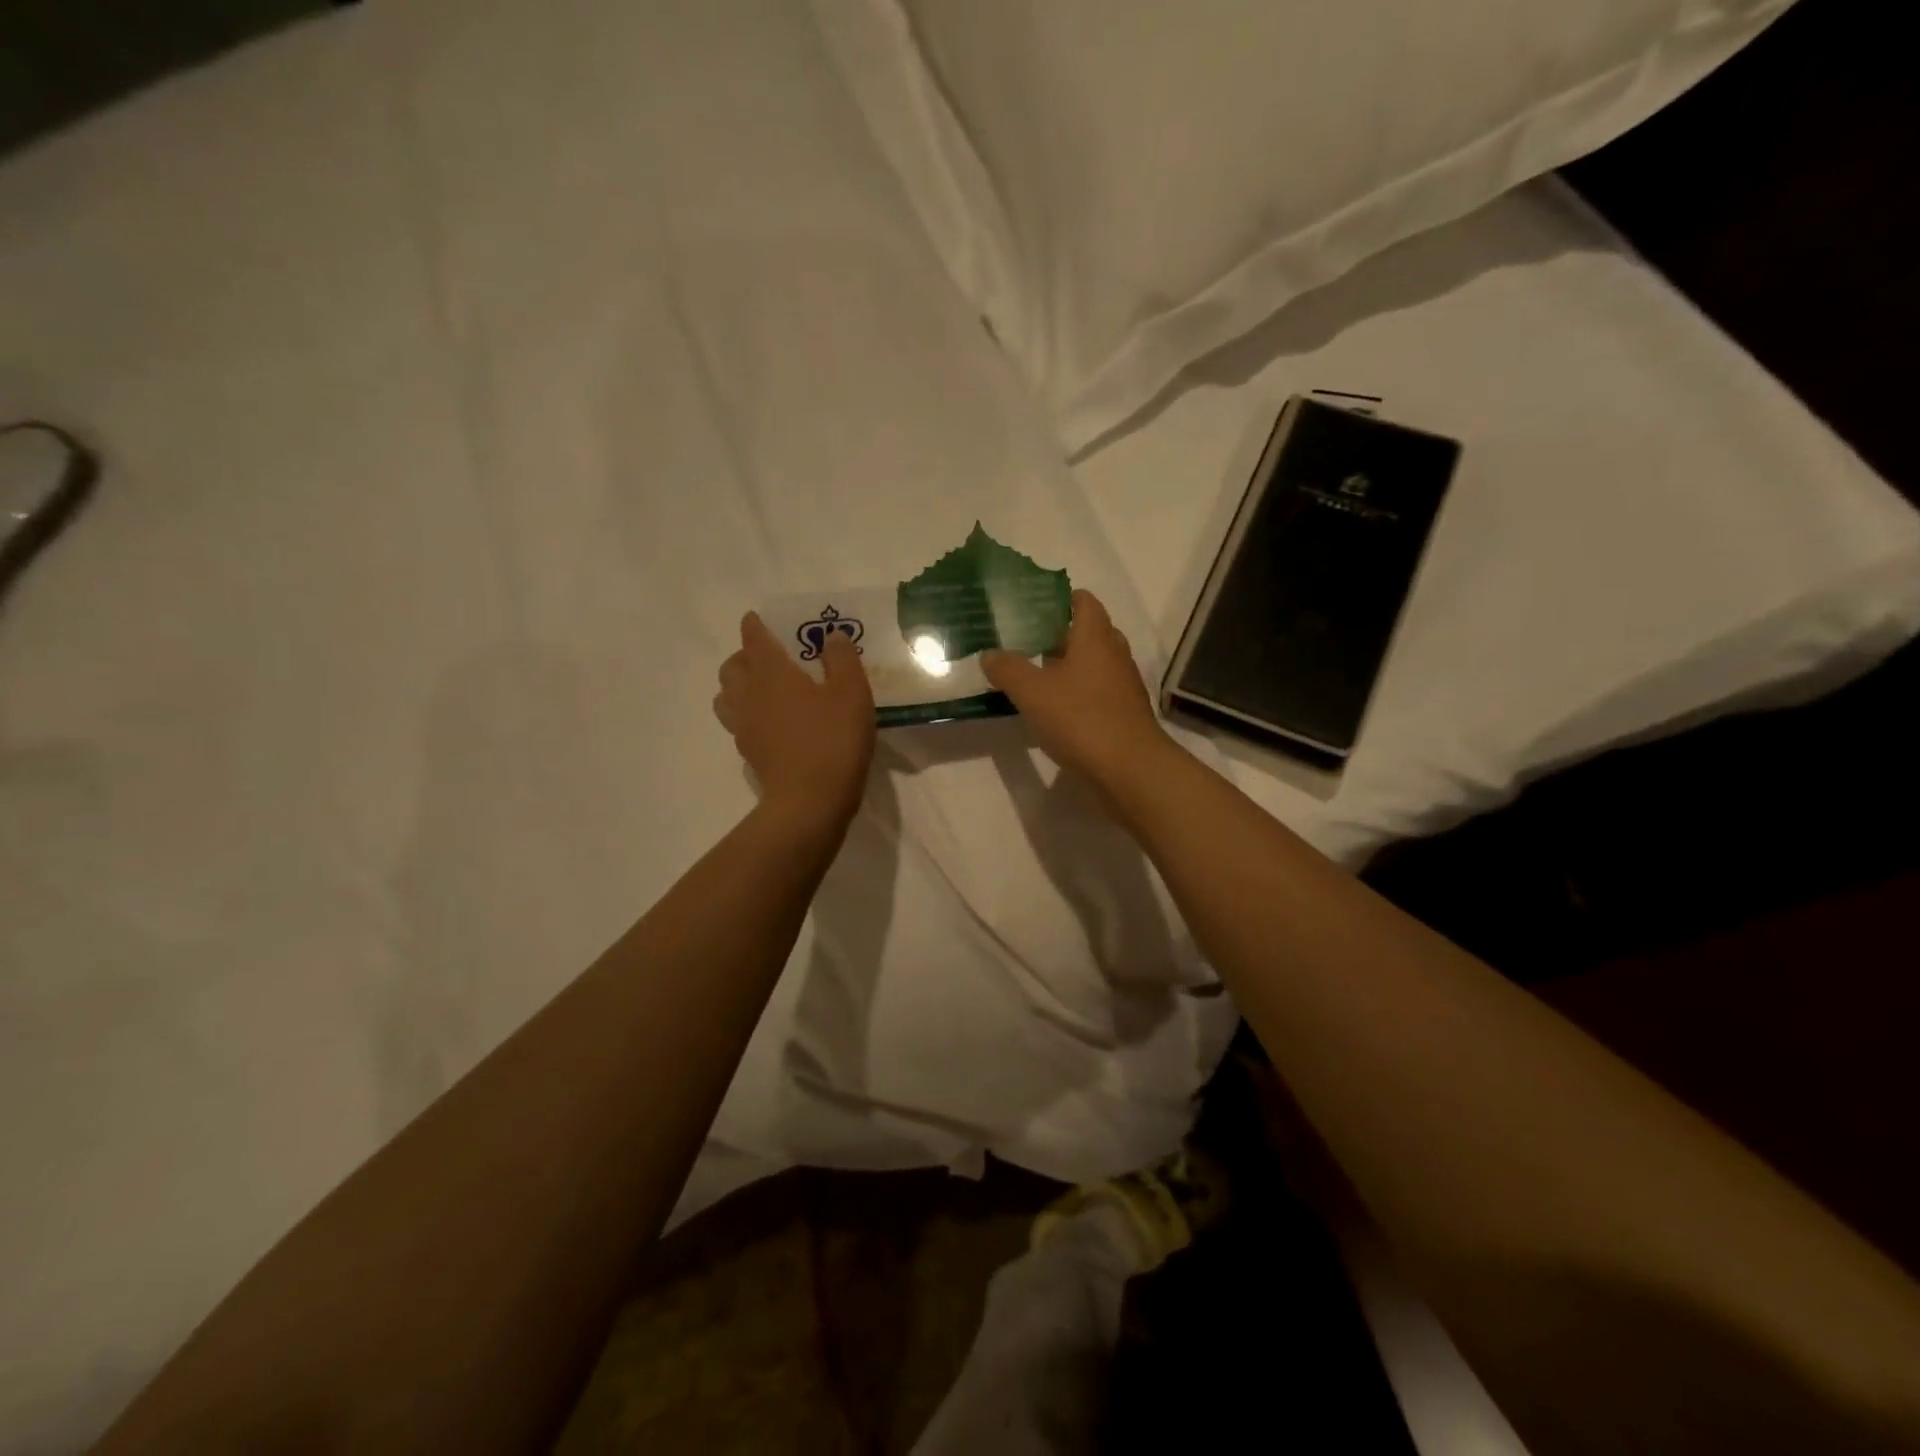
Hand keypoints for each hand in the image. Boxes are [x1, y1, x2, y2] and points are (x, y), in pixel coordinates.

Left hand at [715, 612, 874, 829]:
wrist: (810, 801)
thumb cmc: (833, 740)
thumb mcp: (851, 693)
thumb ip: (842, 658)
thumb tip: (831, 637)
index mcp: (771, 672)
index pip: (753, 638)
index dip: (755, 625)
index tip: (760, 619)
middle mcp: (748, 693)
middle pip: (731, 666)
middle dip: (745, 655)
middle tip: (769, 657)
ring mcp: (743, 725)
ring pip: (726, 695)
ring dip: (739, 685)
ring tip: (764, 689)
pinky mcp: (747, 752)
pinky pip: (737, 722)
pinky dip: (747, 714)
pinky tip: (771, 722)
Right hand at [981, 589, 1172, 791]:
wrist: (1130, 769)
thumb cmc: (1081, 719)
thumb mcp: (1033, 692)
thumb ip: (1008, 669)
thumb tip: (989, 654)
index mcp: (1095, 638)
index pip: (1084, 601)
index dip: (1060, 599)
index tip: (1032, 606)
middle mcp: (1114, 654)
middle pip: (1088, 632)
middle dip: (1059, 634)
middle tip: (1025, 641)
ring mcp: (1123, 685)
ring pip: (1093, 664)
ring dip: (1067, 666)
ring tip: (1034, 674)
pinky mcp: (1123, 713)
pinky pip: (1097, 691)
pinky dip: (1077, 693)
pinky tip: (1054, 709)